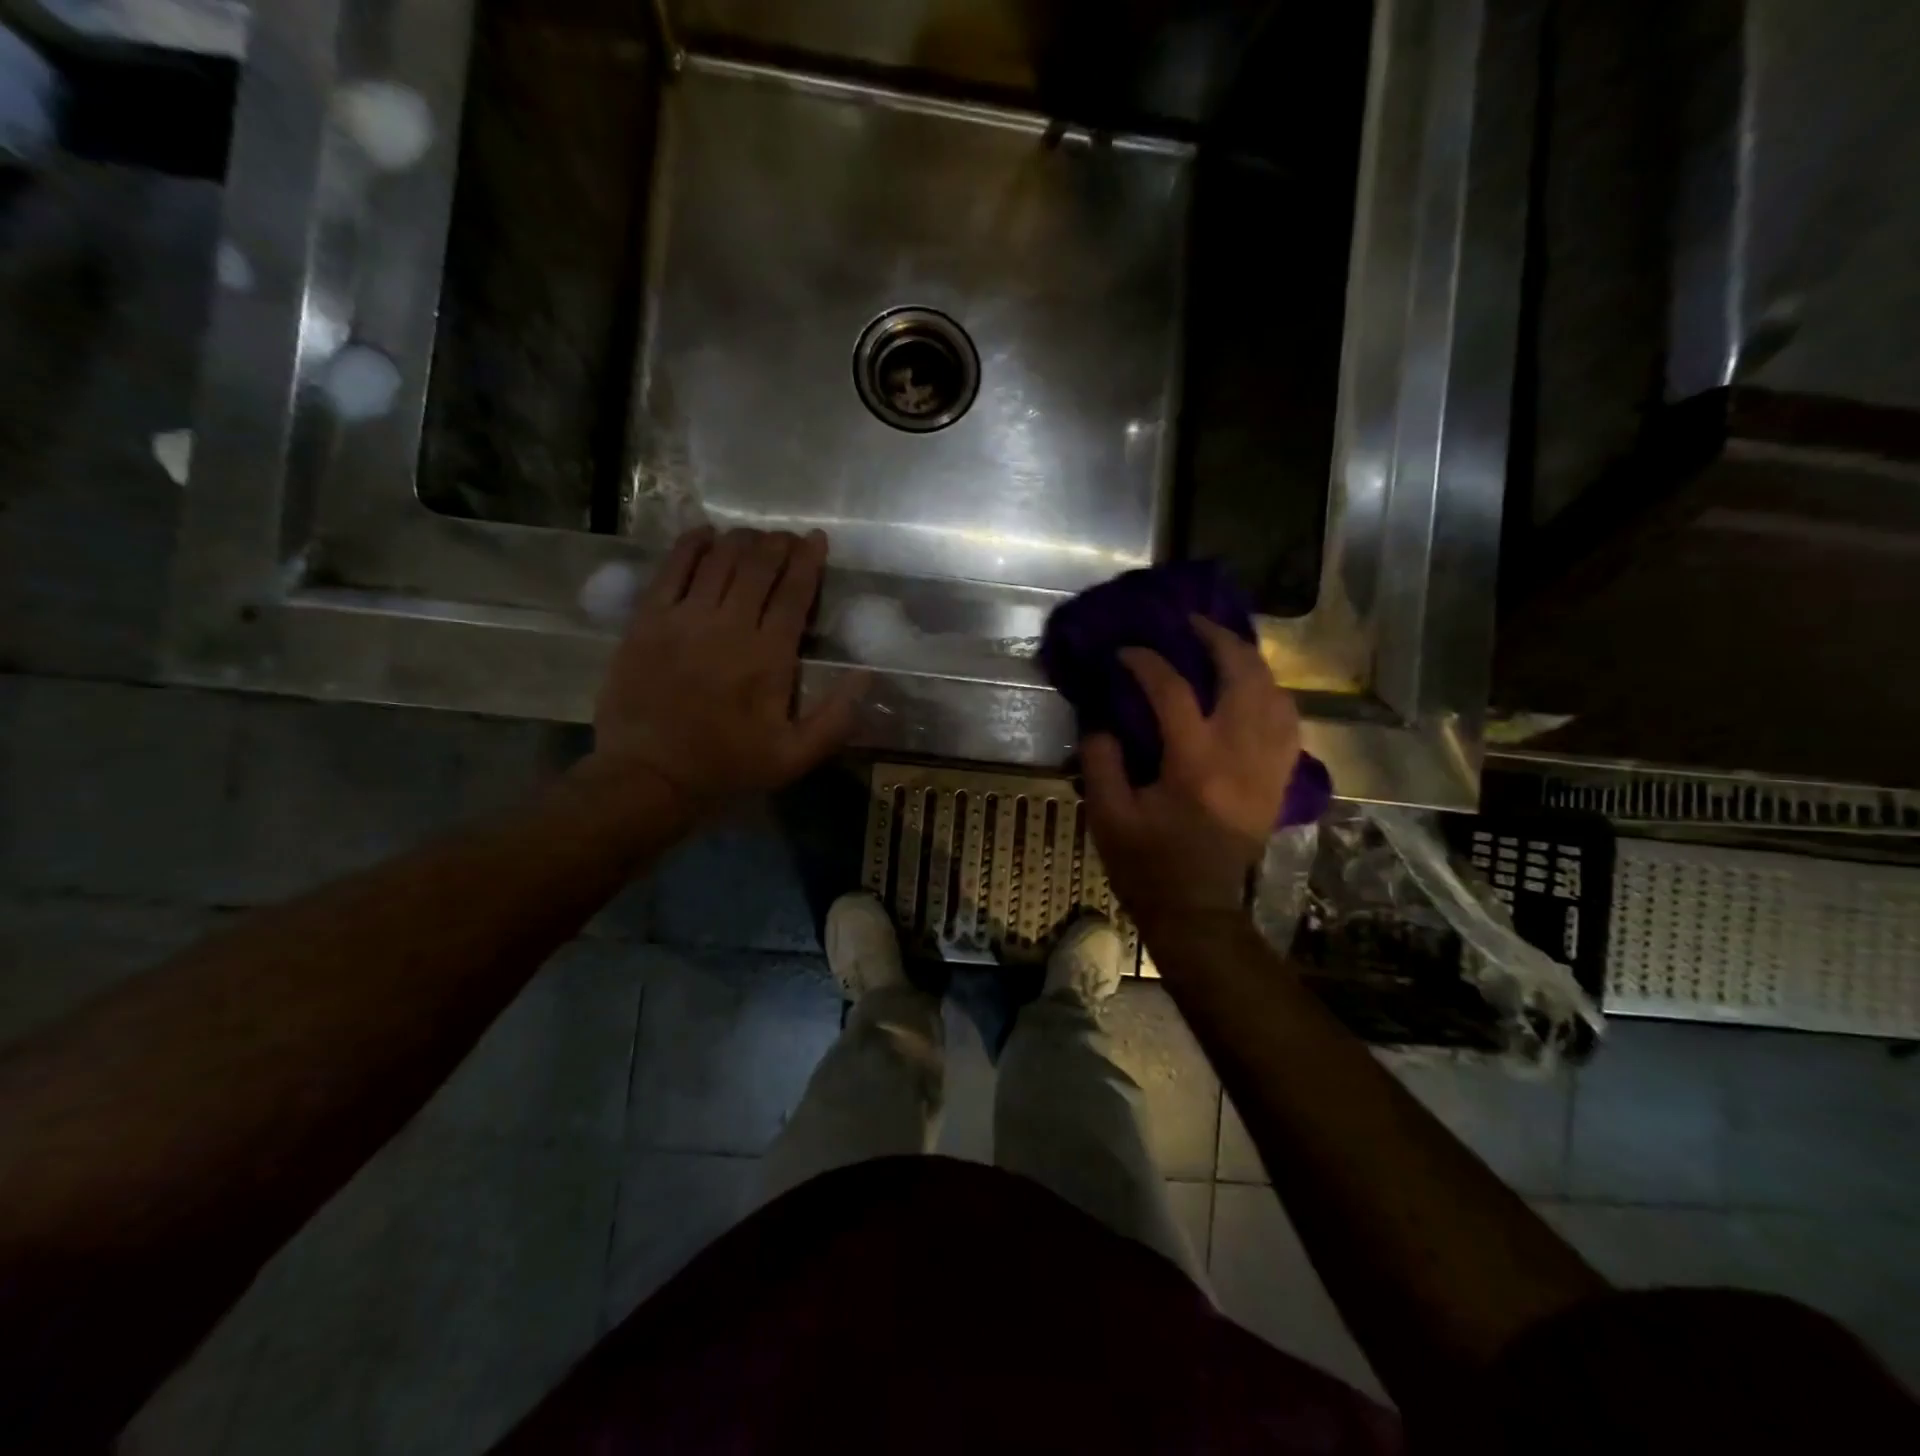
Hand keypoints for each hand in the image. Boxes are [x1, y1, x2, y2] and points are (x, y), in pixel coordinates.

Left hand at [589, 527, 864, 813]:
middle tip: (788, 538)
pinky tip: (704, 534)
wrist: (649, 775)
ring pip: (719, 559)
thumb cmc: (727, 766)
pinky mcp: (648, 619)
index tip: (817, 539)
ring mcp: (685, 618)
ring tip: (753, 536)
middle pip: (758, 566)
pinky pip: (672, 568)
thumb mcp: (795, 756)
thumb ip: (835, 717)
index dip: (809, 560)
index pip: (795, 592)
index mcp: (769, 656)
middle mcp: (730, 625)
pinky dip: (691, 544)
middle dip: (778, 544)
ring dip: (742, 540)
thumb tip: (867, 675)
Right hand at [1081, 617, 1300, 924]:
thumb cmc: (1146, 865)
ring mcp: (1268, 768)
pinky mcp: (1277, 780)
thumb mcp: (1107, 816)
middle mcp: (1241, 757)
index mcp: (1195, 765)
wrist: (1196, 908)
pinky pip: (1288, 722)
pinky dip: (1272, 694)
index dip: (1147, 663)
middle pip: (1244, 677)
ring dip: (1249, 661)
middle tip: (1190, 624)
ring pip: (1275, 694)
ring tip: (1222, 645)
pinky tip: (1253, 687)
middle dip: (1218, 640)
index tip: (1125, 652)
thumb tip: (1102, 719)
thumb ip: (1100, 760)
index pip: (1174, 692)